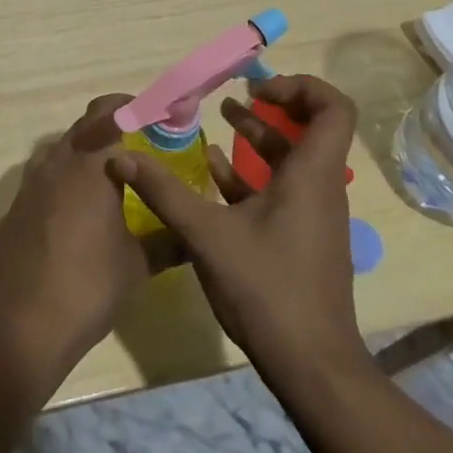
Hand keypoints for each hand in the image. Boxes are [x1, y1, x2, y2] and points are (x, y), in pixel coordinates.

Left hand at [0, 95, 171, 385]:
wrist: (24, 322)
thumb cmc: (89, 285)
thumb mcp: (137, 264)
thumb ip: (167, 243)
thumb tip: (192, 237)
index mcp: (90, 165)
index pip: (110, 114)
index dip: (131, 108)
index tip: (151, 116)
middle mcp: (57, 163)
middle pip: (83, 126)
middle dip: (109, 127)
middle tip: (135, 144)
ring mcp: (30, 184)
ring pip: (59, 150)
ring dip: (82, 152)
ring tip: (106, 176)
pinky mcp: (14, 207)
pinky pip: (42, 178)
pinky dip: (61, 180)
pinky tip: (74, 211)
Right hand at [109, 75, 366, 374]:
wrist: (311, 366)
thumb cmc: (267, 288)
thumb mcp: (206, 234)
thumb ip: (163, 192)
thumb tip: (120, 156)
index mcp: (311, 175)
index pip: (332, 108)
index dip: (301, 87)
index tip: (258, 88)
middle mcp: (320, 188)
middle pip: (312, 129)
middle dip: (274, 105)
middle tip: (238, 94)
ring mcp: (313, 215)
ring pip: (293, 160)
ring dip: (259, 137)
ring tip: (222, 119)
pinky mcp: (302, 237)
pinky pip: (282, 190)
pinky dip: (253, 174)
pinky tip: (215, 173)